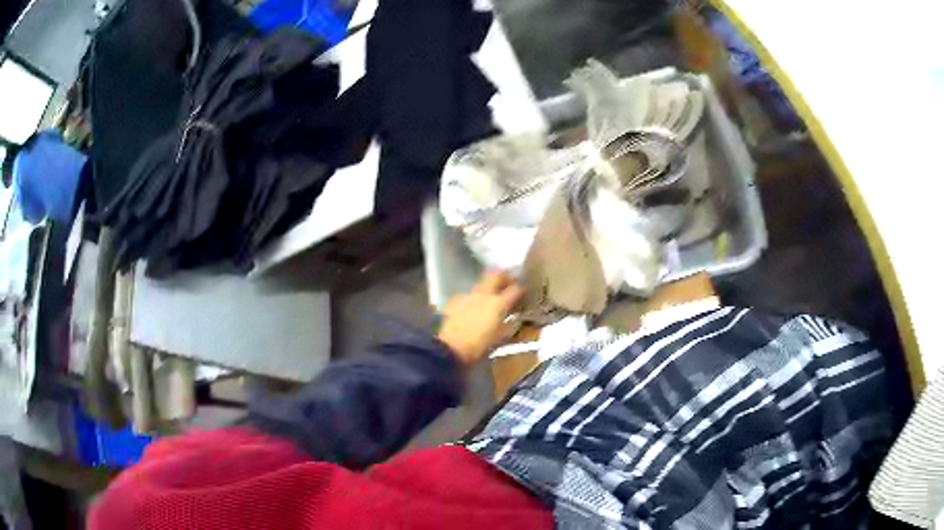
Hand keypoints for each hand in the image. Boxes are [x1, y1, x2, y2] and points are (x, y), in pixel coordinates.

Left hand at [437, 271, 524, 366]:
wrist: (450, 349)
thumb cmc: (479, 347)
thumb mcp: (500, 338)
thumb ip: (508, 324)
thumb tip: (514, 318)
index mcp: (499, 304)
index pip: (515, 289)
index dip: (521, 289)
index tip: (524, 292)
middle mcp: (484, 294)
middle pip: (496, 275)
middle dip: (504, 276)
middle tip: (509, 281)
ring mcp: (468, 295)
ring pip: (481, 284)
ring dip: (488, 287)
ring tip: (490, 297)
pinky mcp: (455, 301)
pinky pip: (468, 295)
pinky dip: (474, 298)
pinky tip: (472, 307)